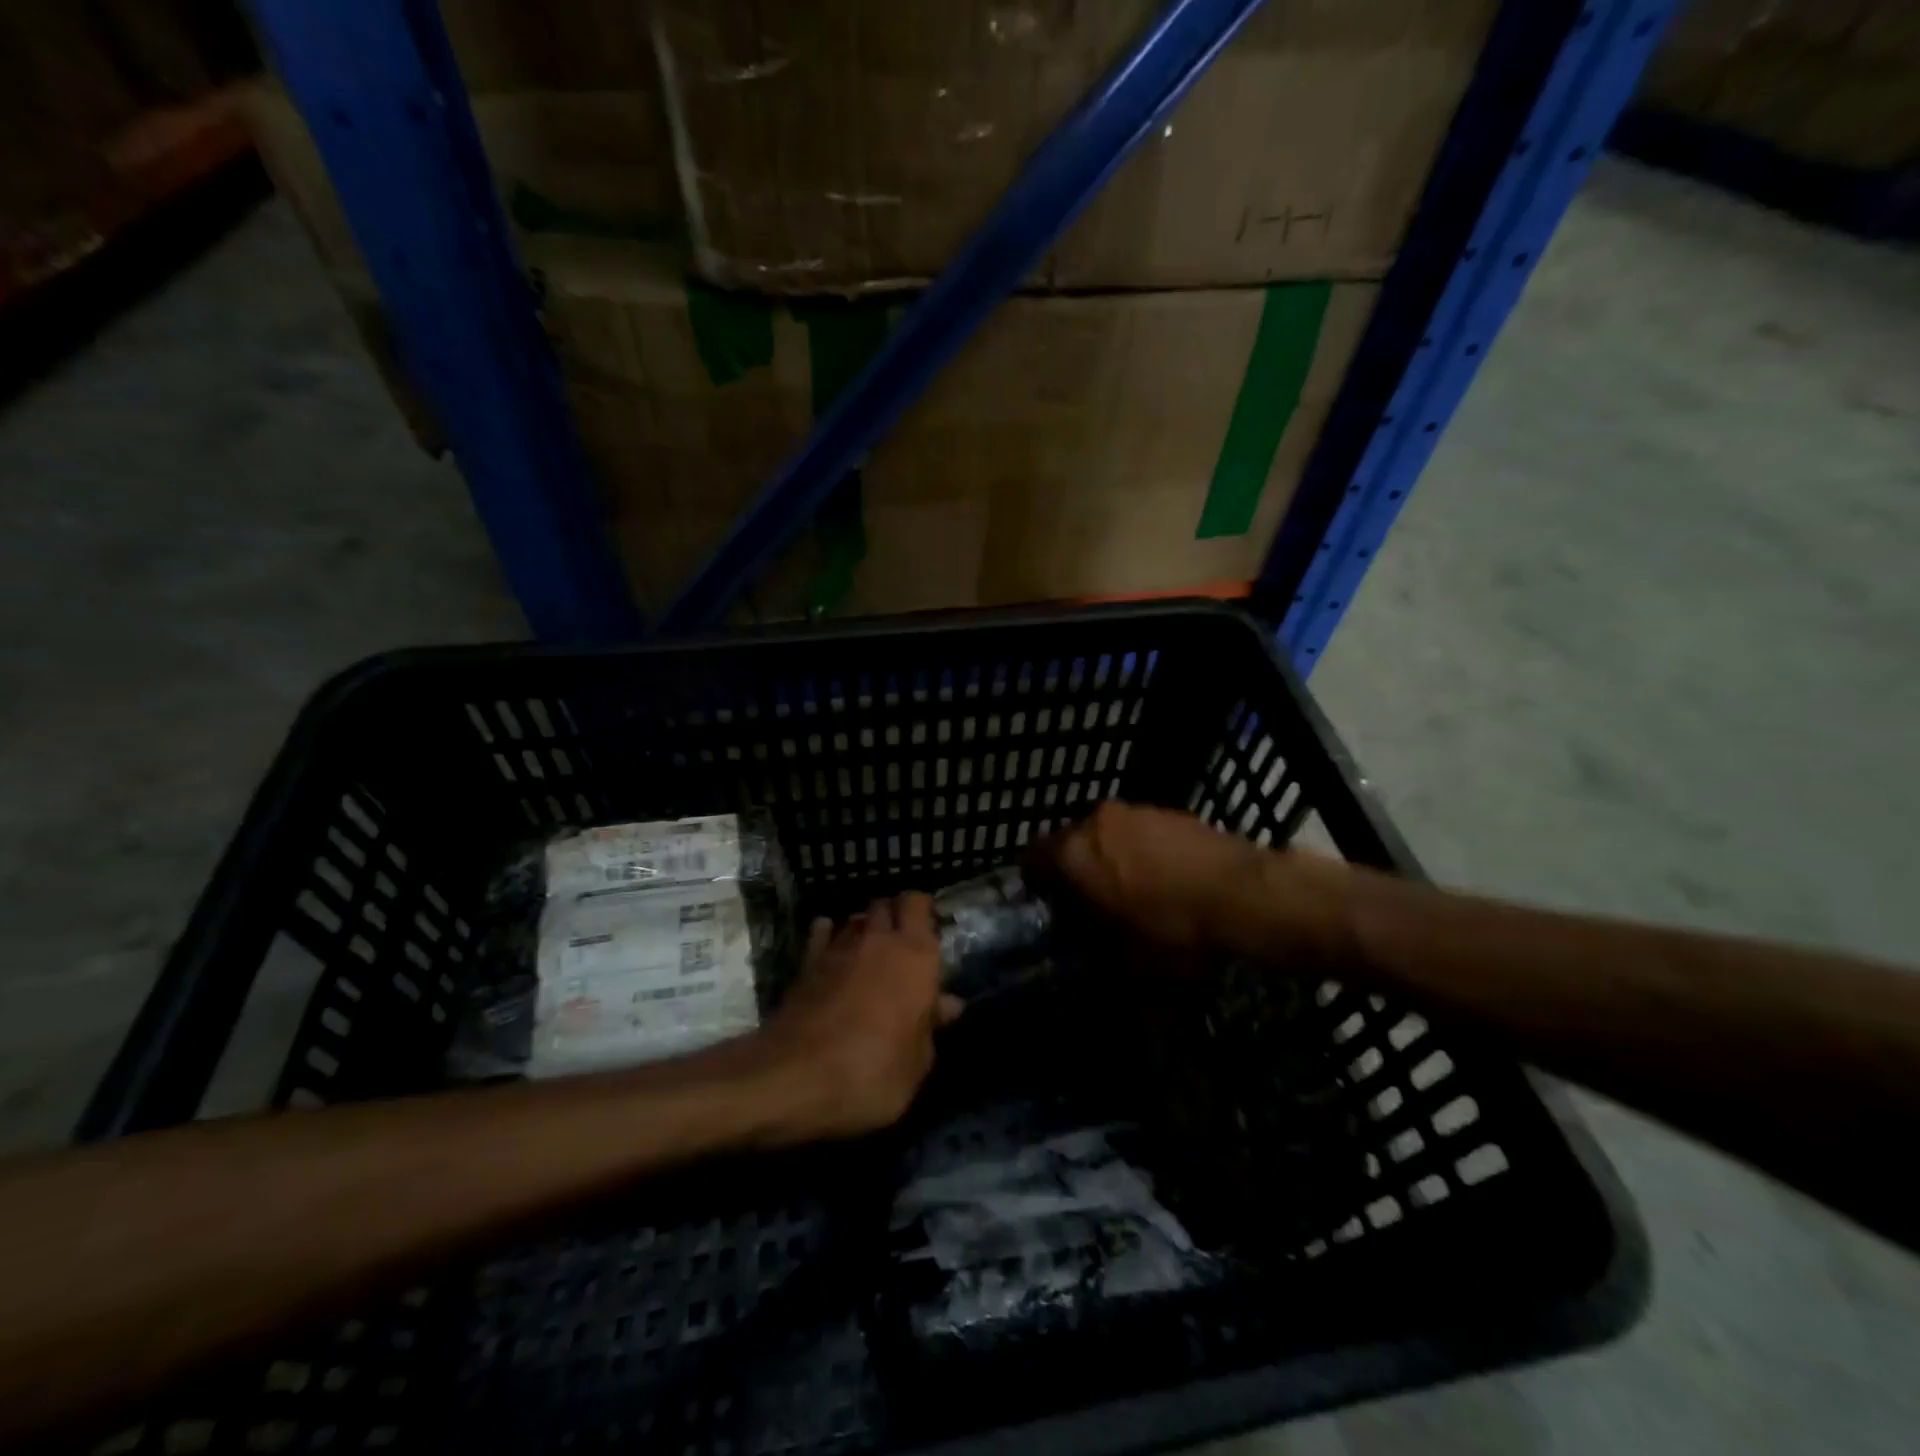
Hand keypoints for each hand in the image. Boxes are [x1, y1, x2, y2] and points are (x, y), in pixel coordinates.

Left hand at [760, 893, 961, 1139]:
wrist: (795, 1076)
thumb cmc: (873, 1072)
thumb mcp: (917, 1063)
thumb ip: (930, 1027)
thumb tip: (947, 1004)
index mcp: (916, 956)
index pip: (918, 904)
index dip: (922, 910)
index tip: (927, 929)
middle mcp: (879, 941)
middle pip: (886, 905)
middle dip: (893, 916)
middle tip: (901, 943)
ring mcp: (839, 948)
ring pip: (855, 919)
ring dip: (864, 929)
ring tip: (869, 951)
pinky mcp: (807, 963)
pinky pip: (822, 933)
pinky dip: (829, 935)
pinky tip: (833, 950)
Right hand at [1032, 802, 1350, 960]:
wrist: (1245, 895)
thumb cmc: (1174, 931)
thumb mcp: (1125, 960)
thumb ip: (1092, 948)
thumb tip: (1085, 947)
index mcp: (1075, 854)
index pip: (1032, 857)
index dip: (1036, 882)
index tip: (1049, 904)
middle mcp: (1097, 822)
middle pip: (1070, 841)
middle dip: (1074, 868)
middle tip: (1089, 900)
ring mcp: (1135, 811)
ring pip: (1105, 833)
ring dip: (1108, 856)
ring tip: (1130, 889)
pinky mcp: (1169, 811)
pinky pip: (1138, 830)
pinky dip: (1140, 849)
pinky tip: (1163, 877)